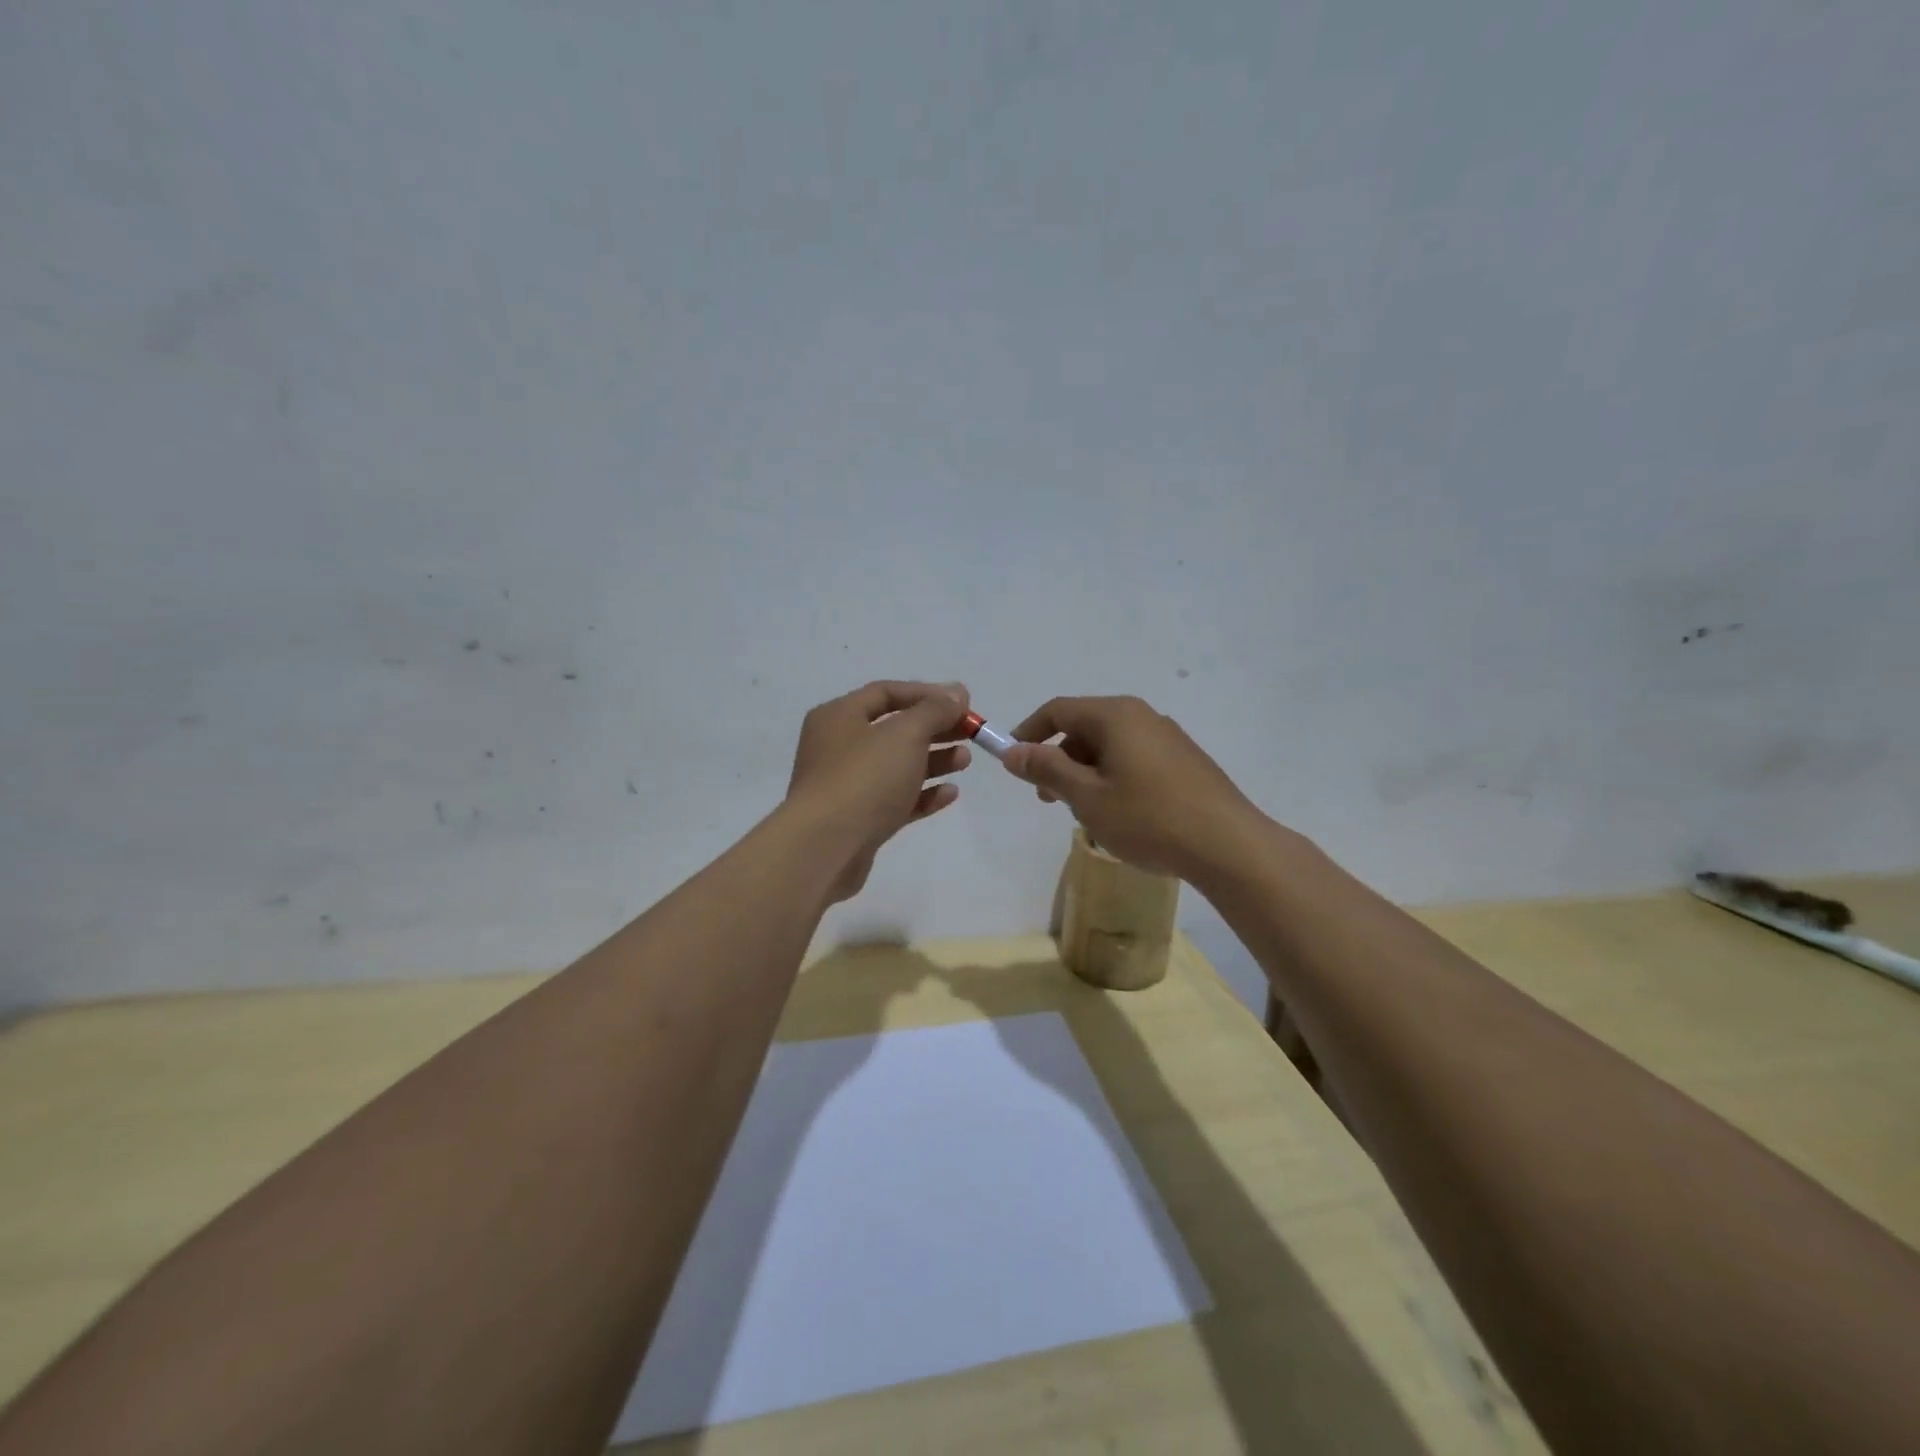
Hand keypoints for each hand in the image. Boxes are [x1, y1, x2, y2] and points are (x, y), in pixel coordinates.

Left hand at [786, 680, 972, 901]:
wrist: (825, 848)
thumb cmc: (864, 778)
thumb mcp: (904, 734)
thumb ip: (934, 710)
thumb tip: (956, 692)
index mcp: (838, 716)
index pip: (886, 693)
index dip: (927, 694)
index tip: (963, 703)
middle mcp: (838, 747)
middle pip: (894, 729)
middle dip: (934, 729)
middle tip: (970, 732)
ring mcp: (847, 786)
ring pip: (897, 766)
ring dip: (934, 761)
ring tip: (965, 761)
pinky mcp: (858, 821)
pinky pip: (895, 800)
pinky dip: (922, 794)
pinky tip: (950, 794)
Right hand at [1000, 695, 1261, 879]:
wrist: (1228, 845)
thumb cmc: (1148, 818)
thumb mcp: (1086, 796)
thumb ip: (1046, 769)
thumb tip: (1013, 751)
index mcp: (1115, 715)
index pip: (1058, 710)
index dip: (1028, 733)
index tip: (1012, 762)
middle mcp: (1142, 716)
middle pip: (1085, 727)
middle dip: (1058, 759)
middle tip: (1048, 798)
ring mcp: (1168, 737)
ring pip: (1110, 745)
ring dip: (1086, 772)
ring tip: (1085, 812)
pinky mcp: (1185, 761)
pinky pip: (1134, 758)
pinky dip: (1113, 777)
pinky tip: (1120, 813)